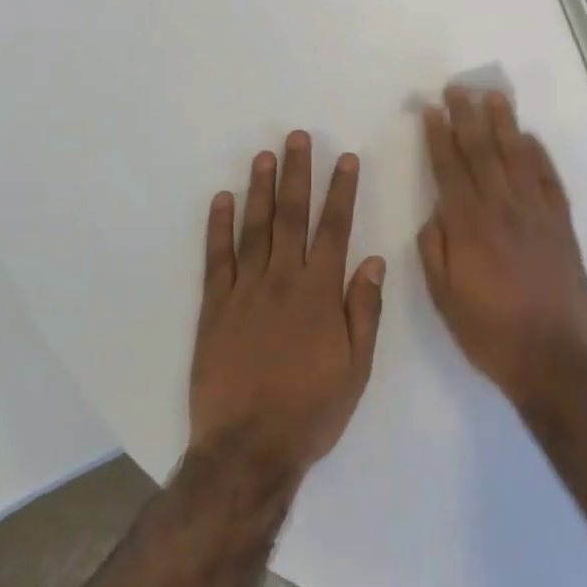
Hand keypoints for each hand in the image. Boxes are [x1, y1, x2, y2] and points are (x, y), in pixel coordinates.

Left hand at [189, 131, 385, 484]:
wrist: (248, 449)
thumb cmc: (311, 410)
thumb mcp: (356, 367)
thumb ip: (364, 309)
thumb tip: (372, 259)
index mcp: (320, 294)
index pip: (334, 229)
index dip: (341, 191)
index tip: (344, 158)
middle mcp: (282, 281)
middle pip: (291, 216)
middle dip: (297, 173)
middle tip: (297, 137)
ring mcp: (244, 291)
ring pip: (254, 229)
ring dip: (260, 189)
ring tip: (264, 155)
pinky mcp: (214, 307)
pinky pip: (216, 259)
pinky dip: (218, 227)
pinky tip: (221, 200)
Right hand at [419, 88, 586, 403]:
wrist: (552, 357)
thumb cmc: (488, 331)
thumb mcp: (443, 296)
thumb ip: (435, 247)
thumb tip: (436, 211)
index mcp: (469, 226)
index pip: (449, 169)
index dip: (439, 137)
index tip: (432, 109)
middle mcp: (503, 209)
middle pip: (482, 152)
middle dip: (468, 117)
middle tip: (458, 87)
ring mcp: (537, 214)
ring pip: (517, 158)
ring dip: (504, 124)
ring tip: (494, 97)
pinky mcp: (562, 226)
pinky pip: (549, 180)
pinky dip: (539, 156)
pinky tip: (529, 138)